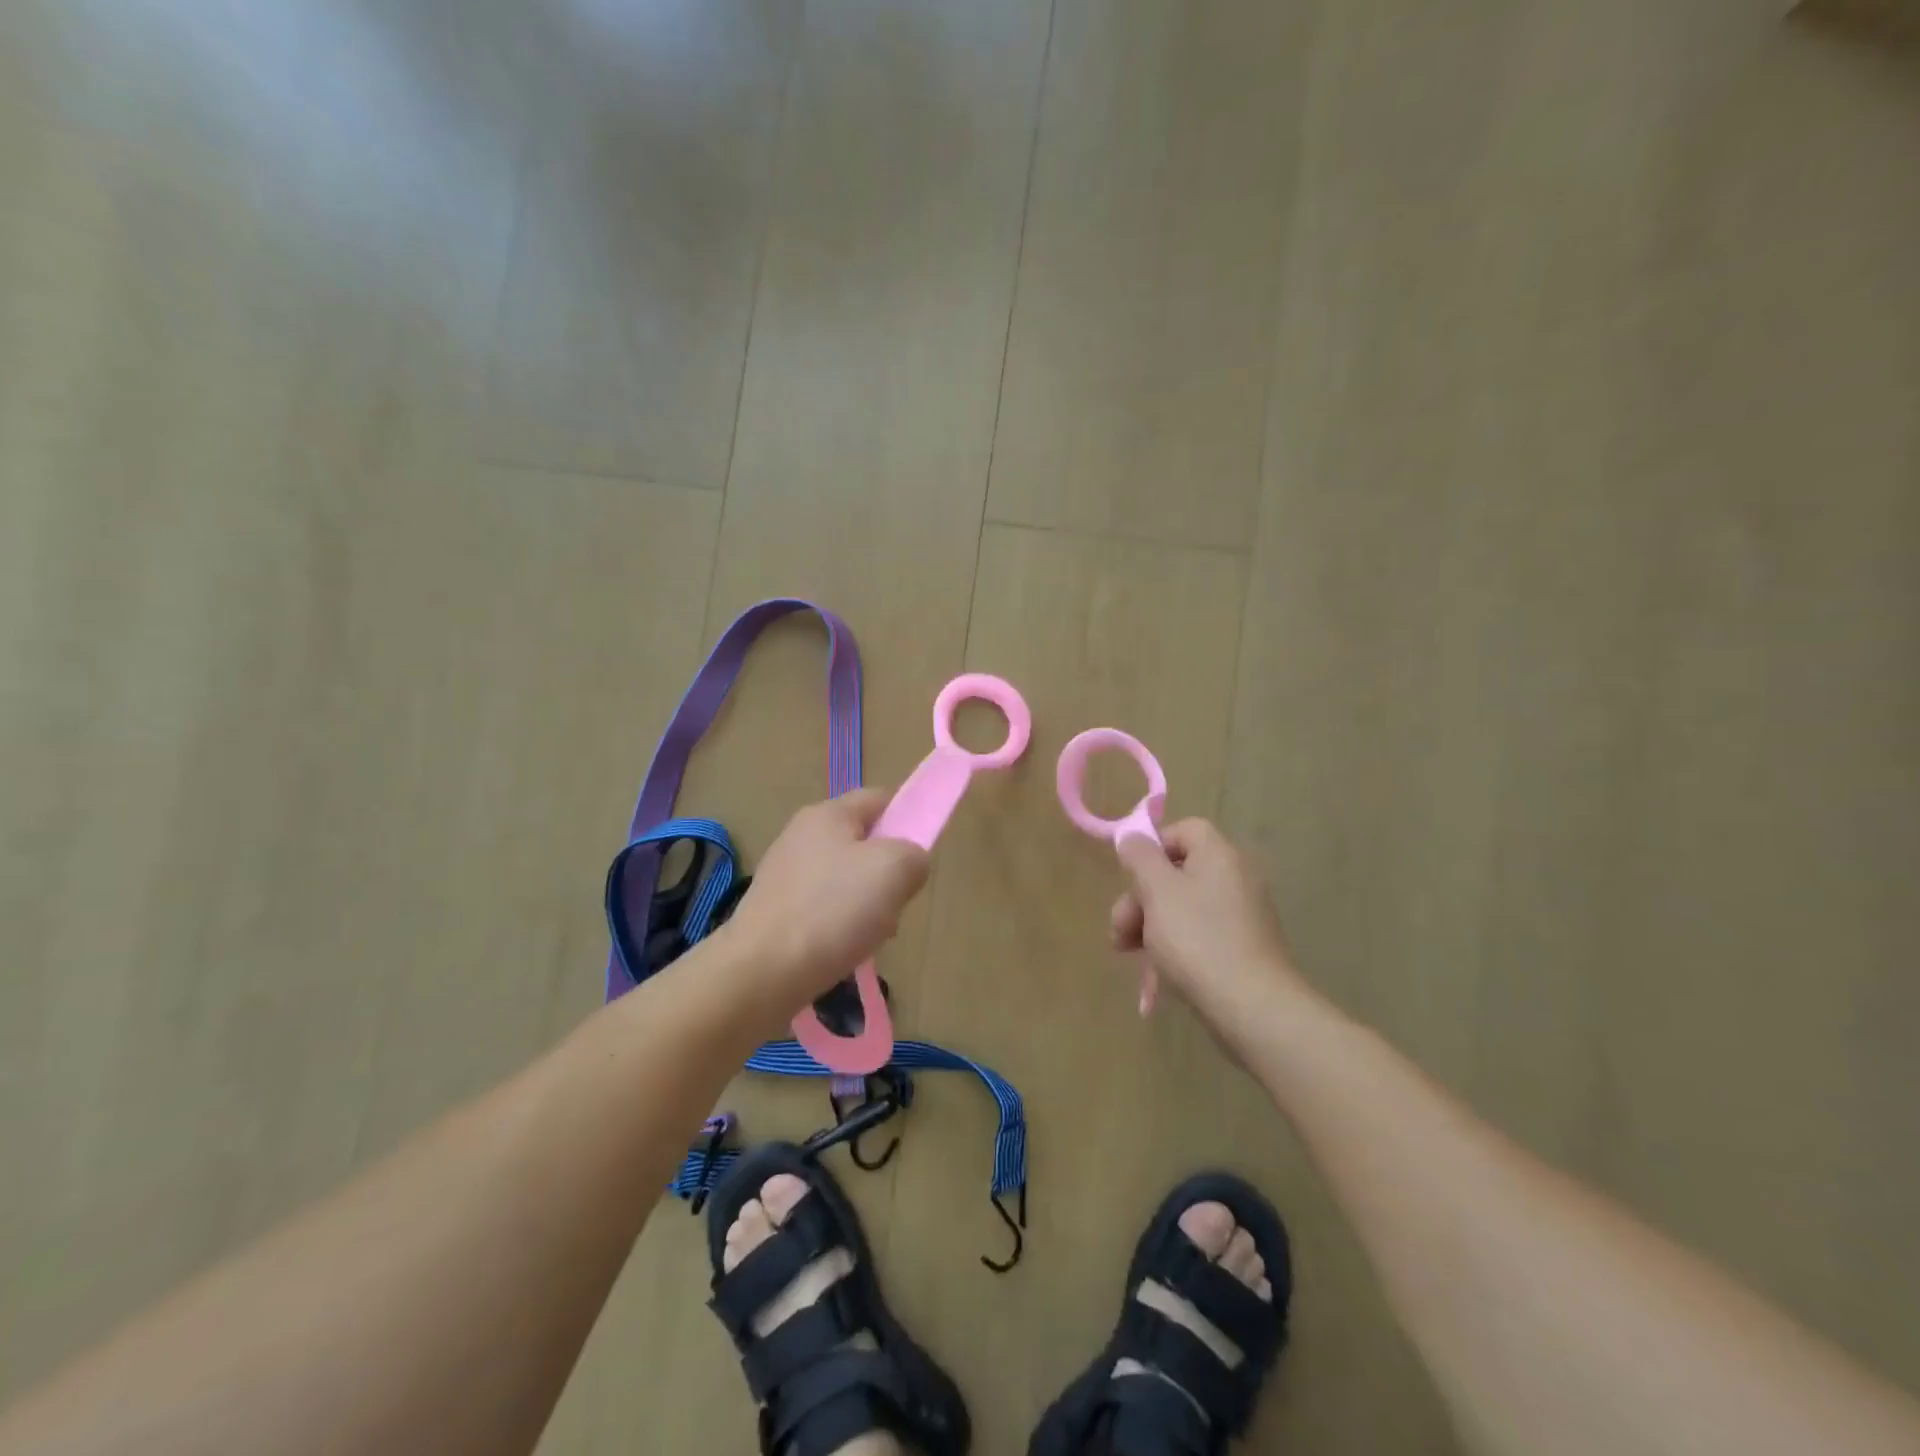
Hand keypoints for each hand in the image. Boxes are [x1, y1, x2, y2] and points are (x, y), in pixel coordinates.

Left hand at [719, 789, 929, 1014]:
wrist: (761, 972)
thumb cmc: (833, 911)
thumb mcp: (895, 870)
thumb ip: (915, 854)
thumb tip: (910, 863)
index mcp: (828, 814)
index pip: (880, 799)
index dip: (908, 818)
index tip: (920, 856)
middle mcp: (801, 835)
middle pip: (864, 843)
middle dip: (888, 872)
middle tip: (897, 902)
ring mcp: (784, 874)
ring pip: (846, 880)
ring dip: (868, 905)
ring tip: (871, 935)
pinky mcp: (775, 910)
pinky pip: (824, 909)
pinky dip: (841, 927)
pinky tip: (844, 950)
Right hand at [1111, 820, 1309, 1044]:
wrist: (1252, 1007)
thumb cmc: (1197, 939)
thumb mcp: (1157, 891)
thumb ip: (1140, 857)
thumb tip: (1133, 838)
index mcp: (1219, 855)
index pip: (1183, 830)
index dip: (1151, 849)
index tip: (1129, 879)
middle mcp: (1236, 877)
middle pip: (1177, 872)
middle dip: (1140, 899)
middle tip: (1118, 931)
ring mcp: (1242, 915)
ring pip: (1183, 907)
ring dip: (1149, 925)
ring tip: (1127, 954)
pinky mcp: (1243, 948)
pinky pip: (1200, 934)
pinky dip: (1175, 946)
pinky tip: (1156, 973)